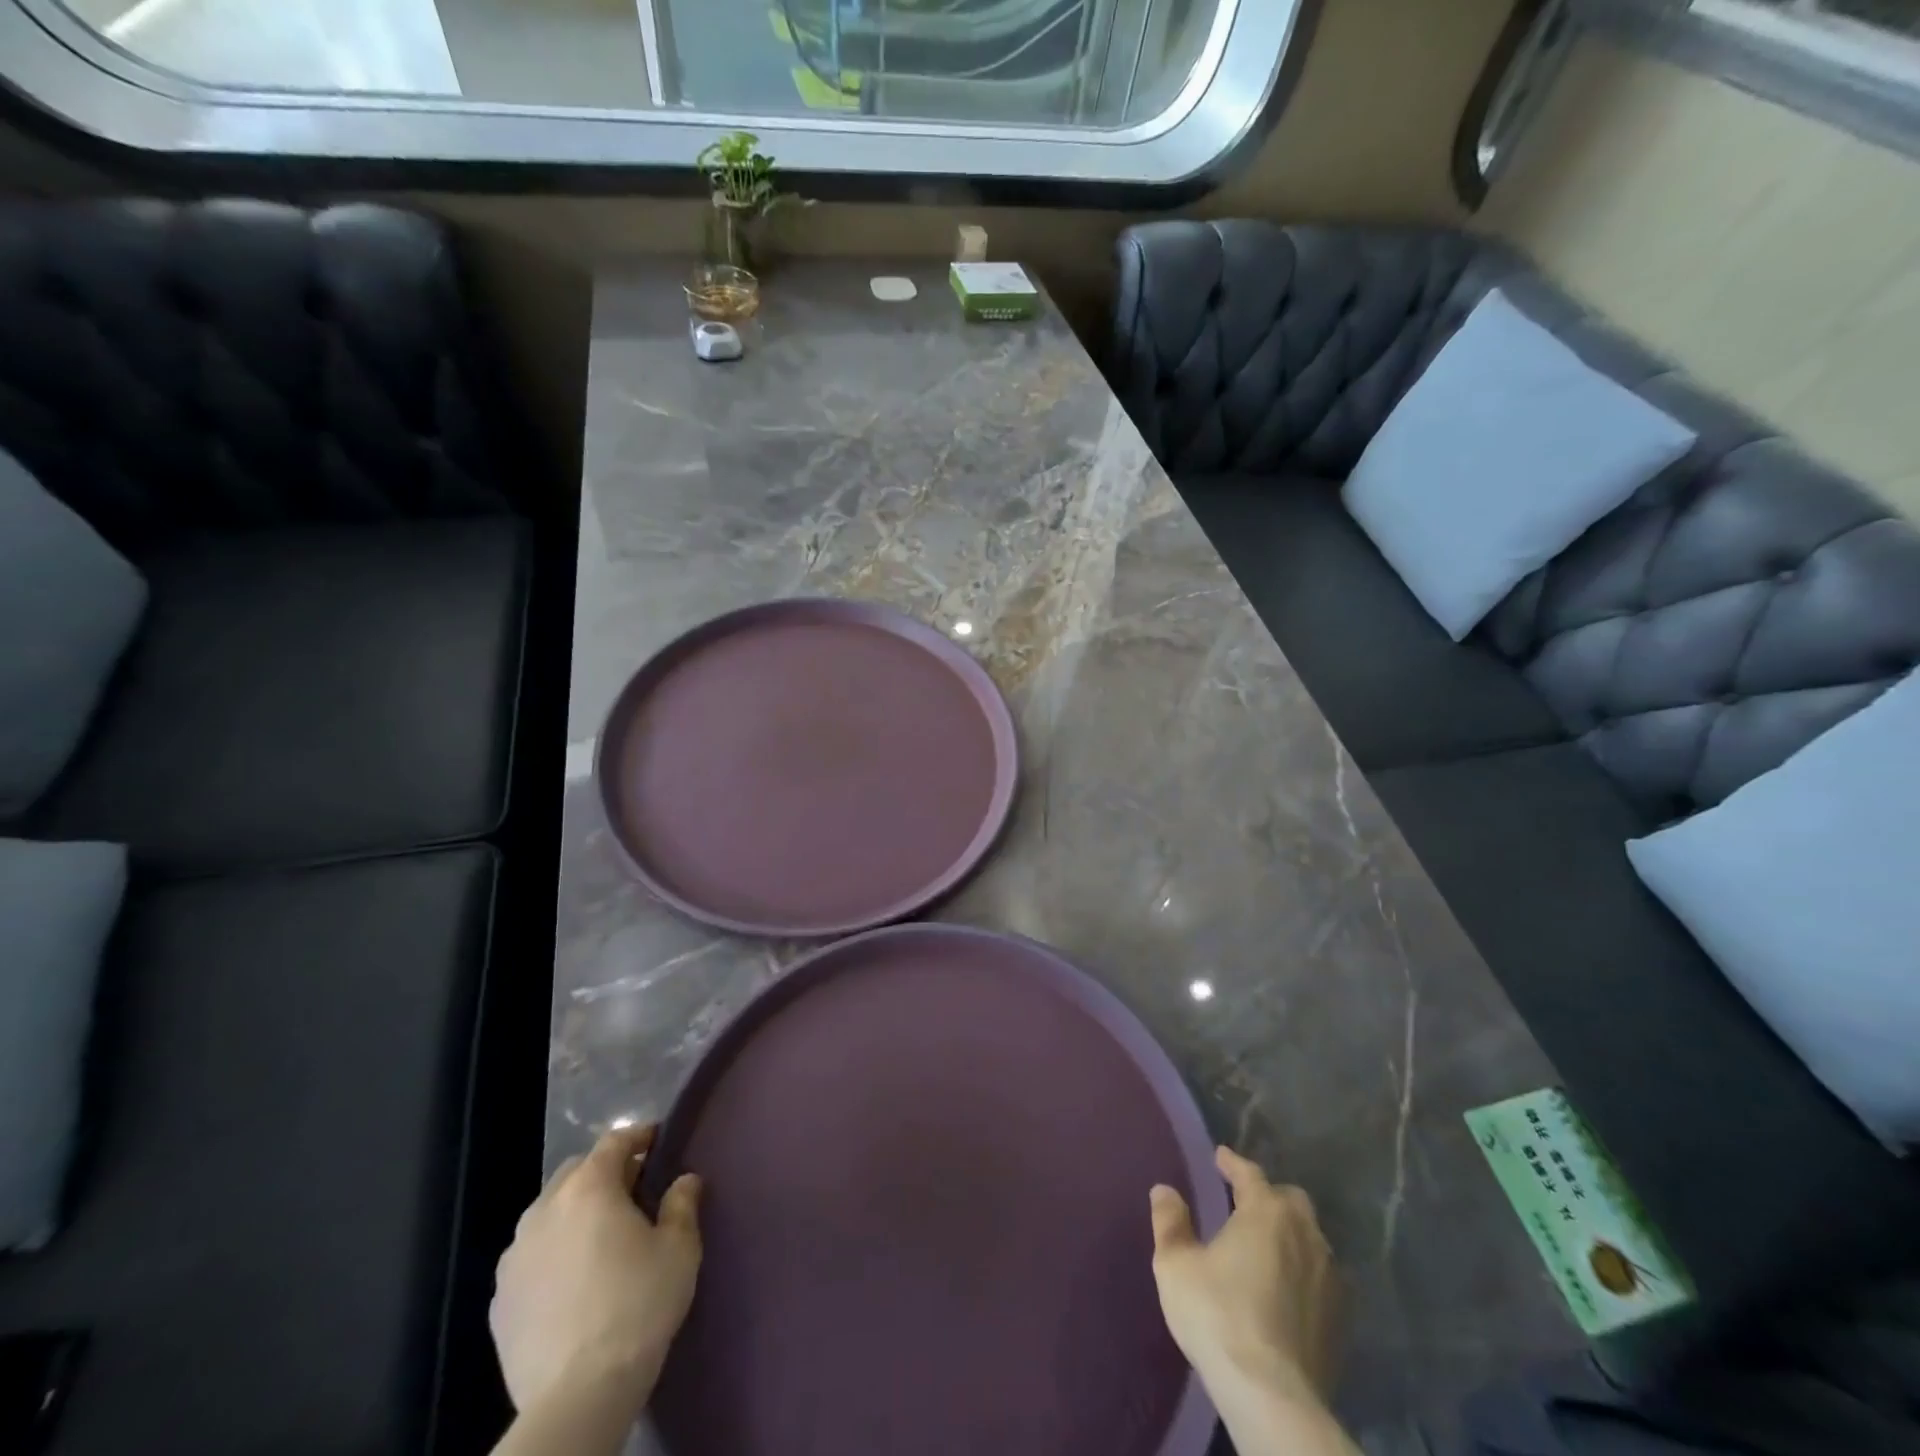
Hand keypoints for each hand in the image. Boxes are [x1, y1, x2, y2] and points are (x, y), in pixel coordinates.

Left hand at [491, 1124, 703, 1416]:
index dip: (639, 1136)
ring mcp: (514, 1257)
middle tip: (633, 1191)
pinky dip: (552, 1253)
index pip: (614, 1140)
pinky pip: (530, 1256)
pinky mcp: (499, 1301)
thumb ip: (682, 1204)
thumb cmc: (637, 1305)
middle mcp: (545, 1209)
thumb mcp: (679, 1248)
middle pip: (576, 1171)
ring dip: (574, 1212)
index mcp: (589, 1188)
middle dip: (604, 1172)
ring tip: (600, 1237)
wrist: (577, 1395)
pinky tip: (572, 1280)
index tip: (658, 1141)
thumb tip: (684, 1180)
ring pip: (548, 1213)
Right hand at [1148, 1146, 1338, 1401]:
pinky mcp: (1341, 1319)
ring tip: (1266, 1246)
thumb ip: (1170, 1222)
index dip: (1232, 1163)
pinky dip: (1304, 1271)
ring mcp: (1330, 1277)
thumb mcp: (1176, 1264)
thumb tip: (1165, 1190)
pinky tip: (1287, 1289)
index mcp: (1266, 1212)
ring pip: (1311, 1238)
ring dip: (1290, 1234)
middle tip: (1245, 1203)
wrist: (1273, 1397)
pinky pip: (1321, 1276)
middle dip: (1269, 1196)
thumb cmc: (1218, 1316)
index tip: (1220, 1157)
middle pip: (1291, 1201)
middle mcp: (1304, 1234)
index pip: (1250, 1173)